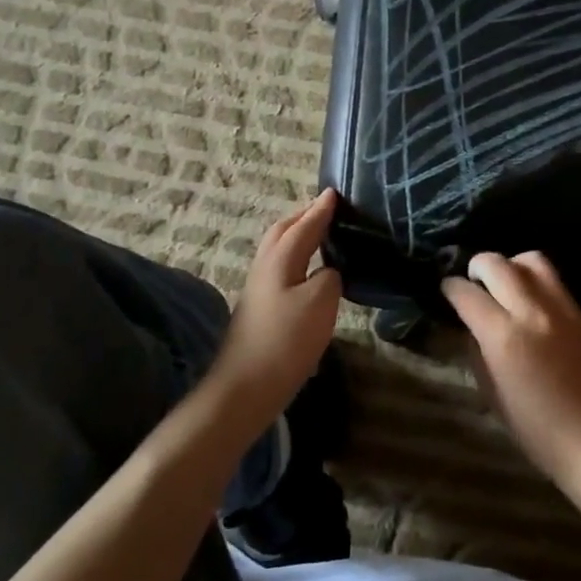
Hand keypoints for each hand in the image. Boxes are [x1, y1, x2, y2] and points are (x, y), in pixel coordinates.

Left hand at [214, 190, 342, 422]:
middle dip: (304, 217)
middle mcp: (265, 267)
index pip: (303, 225)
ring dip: (298, 236)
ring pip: (279, 250)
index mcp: (279, 259)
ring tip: (321, 235)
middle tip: (327, 210)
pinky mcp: (260, 309)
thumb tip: (328, 271)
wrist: (245, 388)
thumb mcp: (320, 303)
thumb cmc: (285, 341)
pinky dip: (297, 258)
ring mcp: (259, 289)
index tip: (335, 192)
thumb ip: (330, 277)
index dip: (320, 209)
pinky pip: (281, 268)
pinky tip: (310, 272)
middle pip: (283, 232)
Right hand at [441, 252, 580, 488]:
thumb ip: (476, 350)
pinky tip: (529, 300)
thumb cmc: (533, 426)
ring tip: (504, 282)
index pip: (467, 294)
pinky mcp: (580, 312)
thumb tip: (471, 324)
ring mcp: (560, 308)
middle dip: (477, 266)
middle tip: (472, 280)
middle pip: (497, 264)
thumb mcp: (490, 392)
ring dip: (510, 265)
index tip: (446, 289)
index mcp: (503, 337)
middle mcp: (531, 312)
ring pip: (531, 260)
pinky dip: (534, 280)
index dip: (450, 288)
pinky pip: (553, 280)